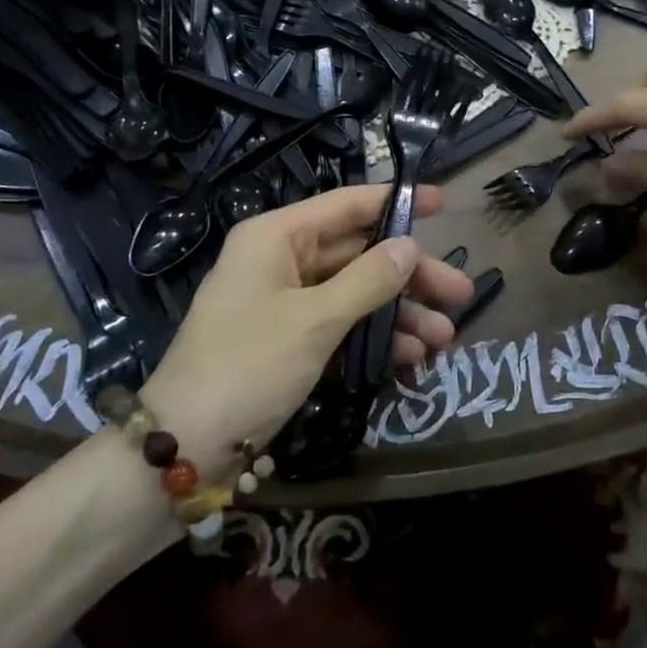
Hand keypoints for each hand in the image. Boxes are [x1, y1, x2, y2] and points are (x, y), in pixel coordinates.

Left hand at [140, 185, 473, 475]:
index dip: (395, 202)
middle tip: (460, 294)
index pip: (346, 205)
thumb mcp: (315, 320)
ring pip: (356, 293)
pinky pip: (343, 324)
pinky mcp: (291, 338)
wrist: (186, 445)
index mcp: (277, 237)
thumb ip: (368, 280)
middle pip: (359, 253)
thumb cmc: (248, 366)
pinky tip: (412, 358)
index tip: (442, 204)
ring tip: (445, 339)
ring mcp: (286, 301)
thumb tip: (409, 246)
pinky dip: (376, 338)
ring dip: (400, 314)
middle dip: (410, 276)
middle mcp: (282, 260)